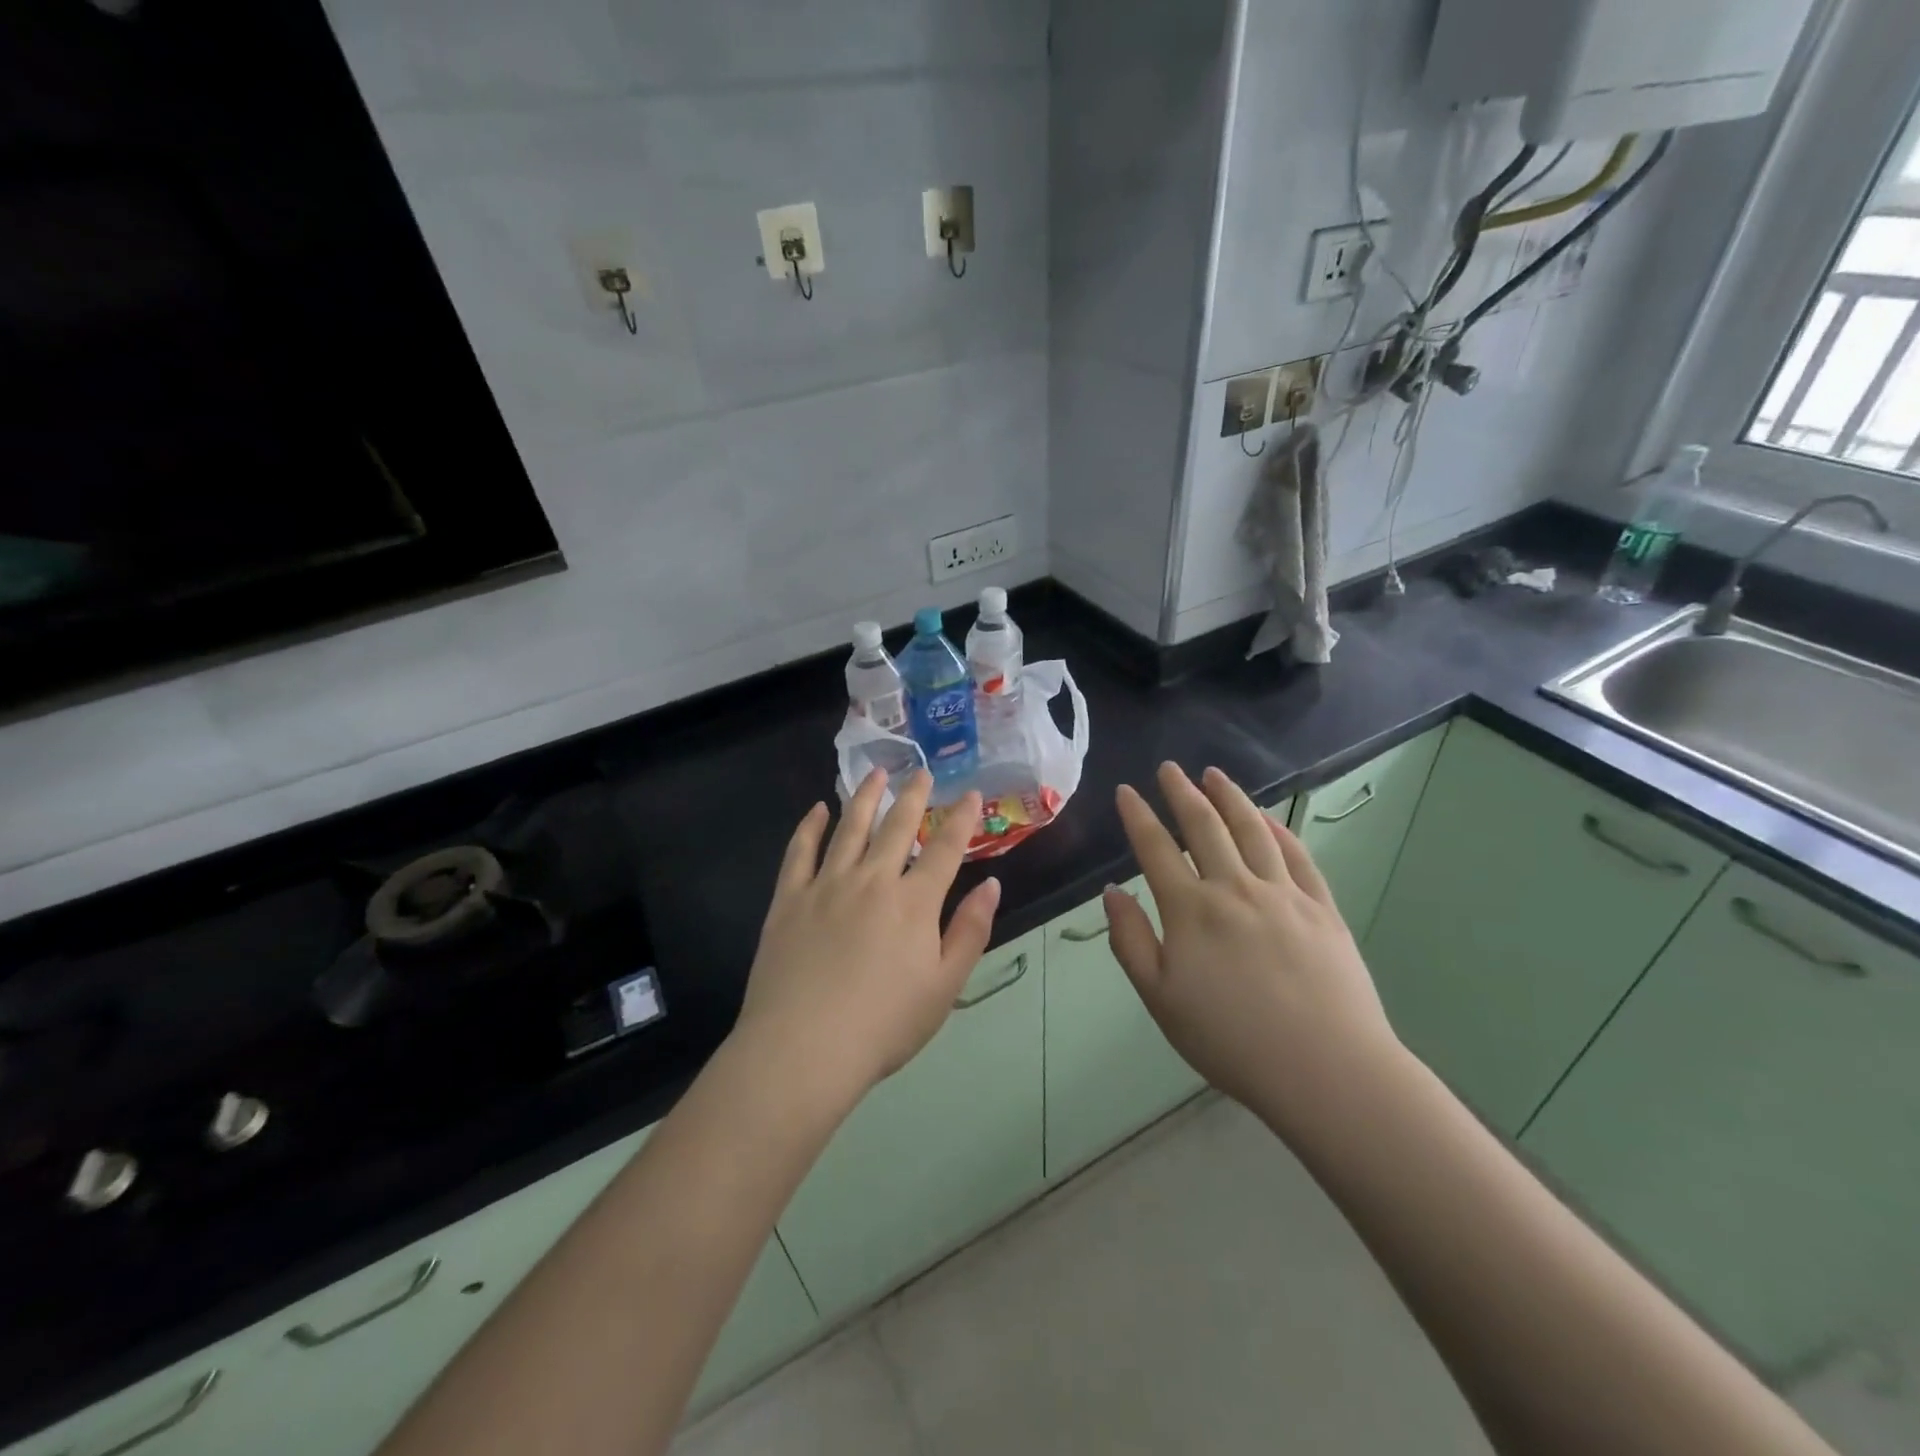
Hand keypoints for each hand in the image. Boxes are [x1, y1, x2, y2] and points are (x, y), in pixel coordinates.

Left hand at [734, 769, 1000, 1109]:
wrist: (803, 1049)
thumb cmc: (883, 1025)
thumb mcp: (944, 986)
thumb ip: (970, 931)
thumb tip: (991, 884)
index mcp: (914, 903)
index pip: (945, 849)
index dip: (962, 819)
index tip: (970, 793)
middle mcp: (872, 880)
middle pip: (896, 826)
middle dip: (914, 796)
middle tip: (921, 772)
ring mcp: (826, 885)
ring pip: (849, 827)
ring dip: (865, 796)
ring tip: (876, 773)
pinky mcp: (789, 898)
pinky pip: (800, 851)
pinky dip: (811, 826)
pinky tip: (818, 809)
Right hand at [1103, 763, 1401, 1135]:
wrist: (1326, 1070)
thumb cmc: (1231, 1040)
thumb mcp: (1160, 999)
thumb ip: (1130, 941)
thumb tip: (1112, 892)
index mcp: (1190, 910)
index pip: (1156, 848)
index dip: (1138, 815)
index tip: (1127, 791)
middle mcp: (1234, 888)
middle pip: (1204, 826)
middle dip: (1182, 792)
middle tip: (1170, 768)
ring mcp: (1283, 894)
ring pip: (1252, 830)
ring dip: (1230, 798)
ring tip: (1215, 775)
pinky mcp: (1321, 908)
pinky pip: (1297, 856)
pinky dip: (1279, 830)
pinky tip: (1268, 819)